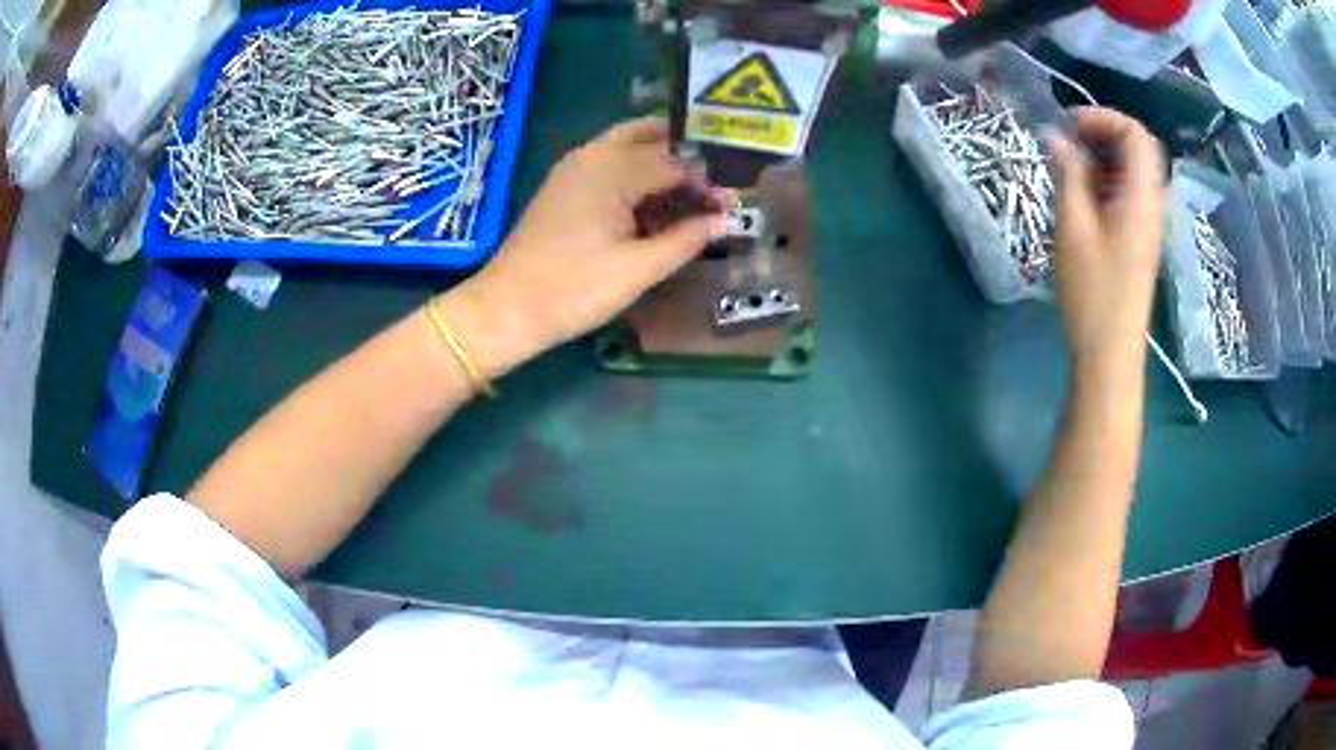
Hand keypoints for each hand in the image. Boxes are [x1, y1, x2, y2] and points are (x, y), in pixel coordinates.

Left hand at [462, 118, 729, 368]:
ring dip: (663, 163)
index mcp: (612, 167)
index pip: (676, 159)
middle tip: (716, 184)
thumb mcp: (638, 268)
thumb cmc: (574, 289)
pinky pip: (612, 165)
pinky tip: (657, 204)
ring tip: (695, 195)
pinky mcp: (566, 187)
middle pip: (650, 135)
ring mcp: (575, 168)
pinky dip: (639, 176)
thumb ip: (686, 239)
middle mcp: (593, 155)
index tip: (734, 201)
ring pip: (629, 147)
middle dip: (686, 154)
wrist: (507, 309)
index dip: (708, 181)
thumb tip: (723, 220)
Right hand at [1049, 107, 1165, 370]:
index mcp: (1142, 197)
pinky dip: (1105, 180)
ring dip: (1101, 157)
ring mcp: (1147, 222)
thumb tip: (1054, 134)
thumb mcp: (1073, 228)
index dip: (1102, 117)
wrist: (1110, 353)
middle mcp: (1151, 204)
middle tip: (1067, 142)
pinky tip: (1081, 195)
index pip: (1136, 133)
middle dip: (1102, 133)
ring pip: (1132, 170)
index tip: (1068, 125)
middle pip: (1138, 148)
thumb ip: (1068, 174)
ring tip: (1068, 168)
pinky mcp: (1139, 238)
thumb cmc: (1093, 293)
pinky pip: (1127, 193)